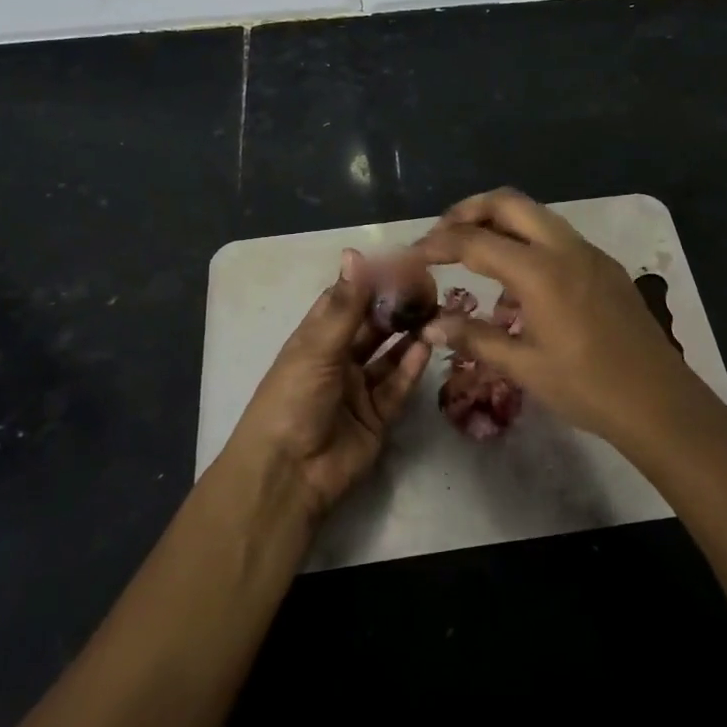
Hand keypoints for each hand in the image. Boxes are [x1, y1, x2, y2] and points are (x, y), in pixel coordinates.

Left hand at [222, 250, 431, 519]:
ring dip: (410, 334)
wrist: (289, 474)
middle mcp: (338, 360)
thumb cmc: (293, 400)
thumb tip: (355, 253)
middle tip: (428, 287)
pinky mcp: (378, 416)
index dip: (371, 281)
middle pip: (372, 326)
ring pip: (389, 354)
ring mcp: (359, 389)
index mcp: (314, 340)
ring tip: (436, 311)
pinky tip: (429, 345)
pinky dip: (412, 366)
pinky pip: (398, 386)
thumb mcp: (317, 347)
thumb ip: (346, 304)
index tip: (402, 262)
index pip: (346, 300)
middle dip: (396, 307)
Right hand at [408, 189, 715, 448]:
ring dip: (500, 222)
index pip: (475, 240)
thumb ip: (474, 338)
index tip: (414, 253)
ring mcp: (589, 253)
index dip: (438, 243)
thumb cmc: (587, 387)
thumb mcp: (524, 366)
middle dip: (469, 210)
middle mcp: (565, 248)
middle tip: (443, 236)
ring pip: (536, 214)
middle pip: (508, 203)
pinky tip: (519, 281)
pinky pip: (557, 236)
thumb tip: (431, 324)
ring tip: (475, 255)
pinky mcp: (604, 265)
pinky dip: (528, 240)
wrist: (658, 400)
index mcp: (540, 272)